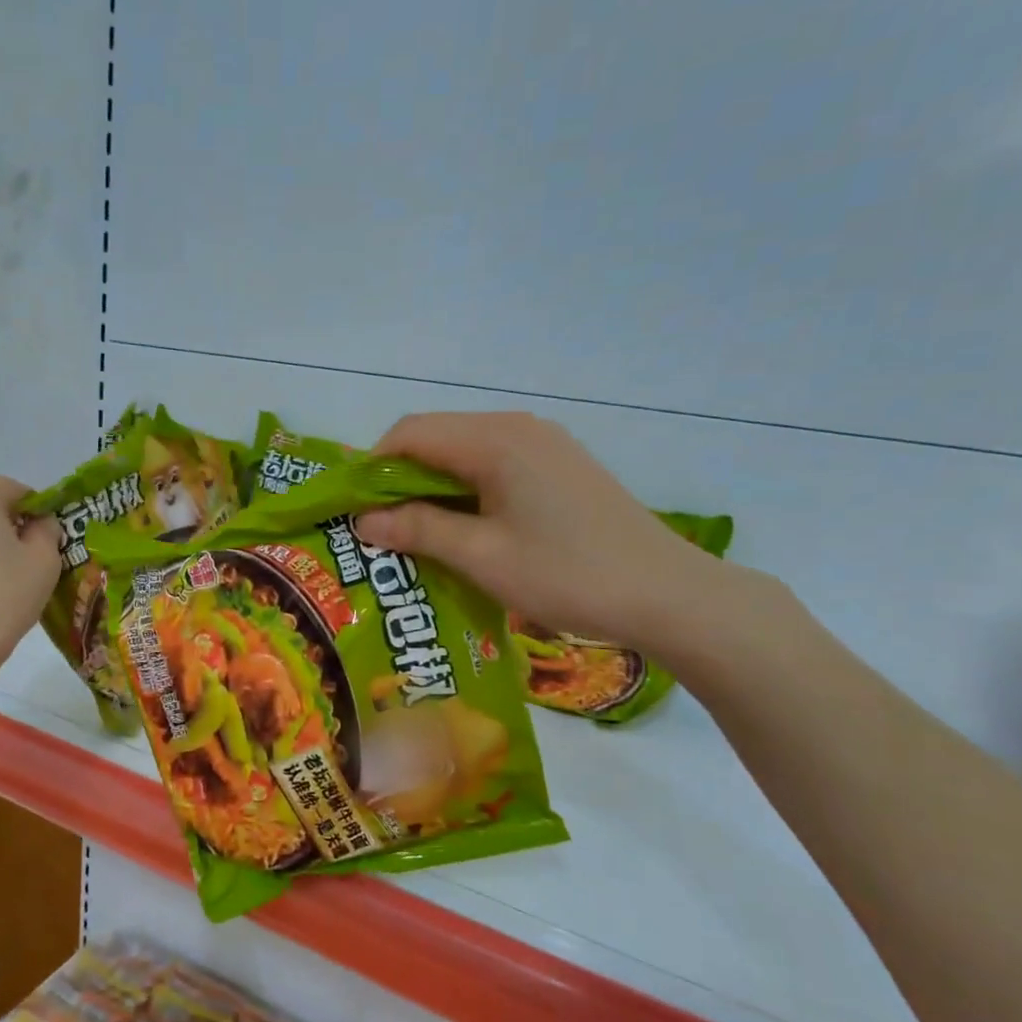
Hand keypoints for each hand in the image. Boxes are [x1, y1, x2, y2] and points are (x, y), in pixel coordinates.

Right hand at [355, 412, 736, 654]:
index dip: (372, 467)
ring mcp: (543, 444)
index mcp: (495, 440)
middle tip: (380, 529)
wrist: (667, 594)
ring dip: (431, 487)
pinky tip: (463, 529)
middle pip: (435, 437)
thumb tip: (362, 520)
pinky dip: (464, 490)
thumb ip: (419, 530)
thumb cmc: (567, 574)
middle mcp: (517, 428)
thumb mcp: (482, 556)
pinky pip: (492, 465)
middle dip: (399, 478)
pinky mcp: (558, 466)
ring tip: (416, 534)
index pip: (410, 433)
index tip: (355, 511)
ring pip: (463, 452)